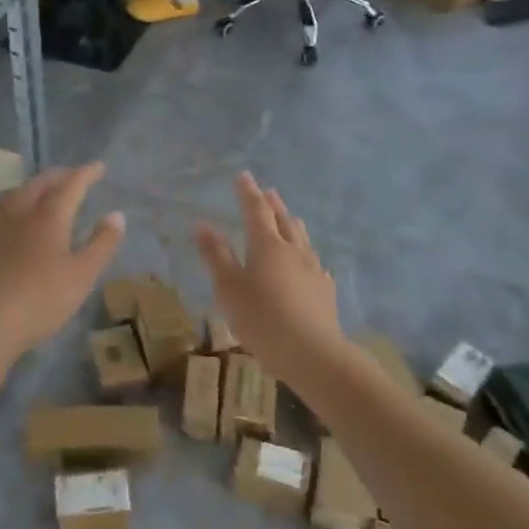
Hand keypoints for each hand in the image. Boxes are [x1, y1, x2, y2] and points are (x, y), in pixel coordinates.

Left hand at [0, 164, 124, 358]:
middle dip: (57, 176)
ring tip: (35, 194)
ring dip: (27, 189)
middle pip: (38, 184)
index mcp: (48, 217)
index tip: (97, 167)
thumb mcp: (81, 277)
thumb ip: (101, 244)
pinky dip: (0, 211)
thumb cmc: (37, 301)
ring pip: (10, 195)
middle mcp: (17, 211)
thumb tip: (116, 215)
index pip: (71, 185)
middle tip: (69, 176)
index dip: (85, 174)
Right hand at [195, 174, 346, 385]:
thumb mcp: (229, 289)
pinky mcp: (325, 289)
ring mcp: (313, 269)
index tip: (243, 176)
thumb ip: (216, 256)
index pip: (256, 210)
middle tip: (267, 191)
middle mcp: (293, 250)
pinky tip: (307, 263)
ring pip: (302, 237)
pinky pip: (313, 261)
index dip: (248, 192)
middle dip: (272, 204)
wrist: (312, 353)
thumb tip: (203, 225)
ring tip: (288, 218)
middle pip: (283, 219)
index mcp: (267, 245)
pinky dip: (304, 253)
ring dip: (291, 223)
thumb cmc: (262, 319)